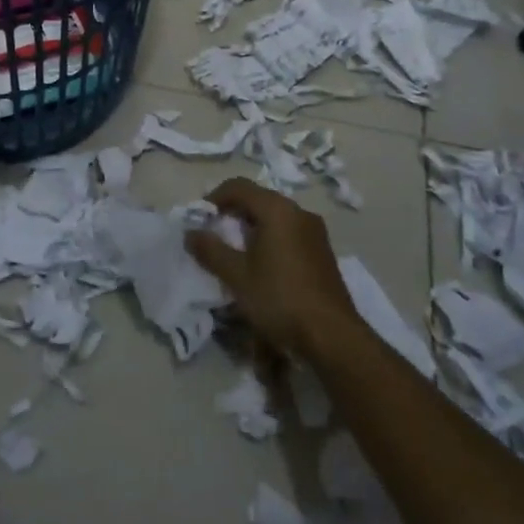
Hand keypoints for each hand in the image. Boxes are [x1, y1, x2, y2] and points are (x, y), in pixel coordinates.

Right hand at [185, 178, 364, 362]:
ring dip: (251, 227)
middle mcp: (299, 213)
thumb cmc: (280, 298)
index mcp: (278, 210)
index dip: (214, 197)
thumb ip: (210, 250)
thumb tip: (190, 233)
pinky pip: (289, 233)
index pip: (239, 187)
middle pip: (258, 199)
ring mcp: (315, 232)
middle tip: (214, 235)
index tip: (200, 219)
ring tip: (235, 252)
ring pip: (275, 217)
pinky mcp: (323, 252)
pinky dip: (270, 239)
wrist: (333, 336)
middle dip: (232, 213)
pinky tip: (262, 266)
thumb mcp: (237, 276)